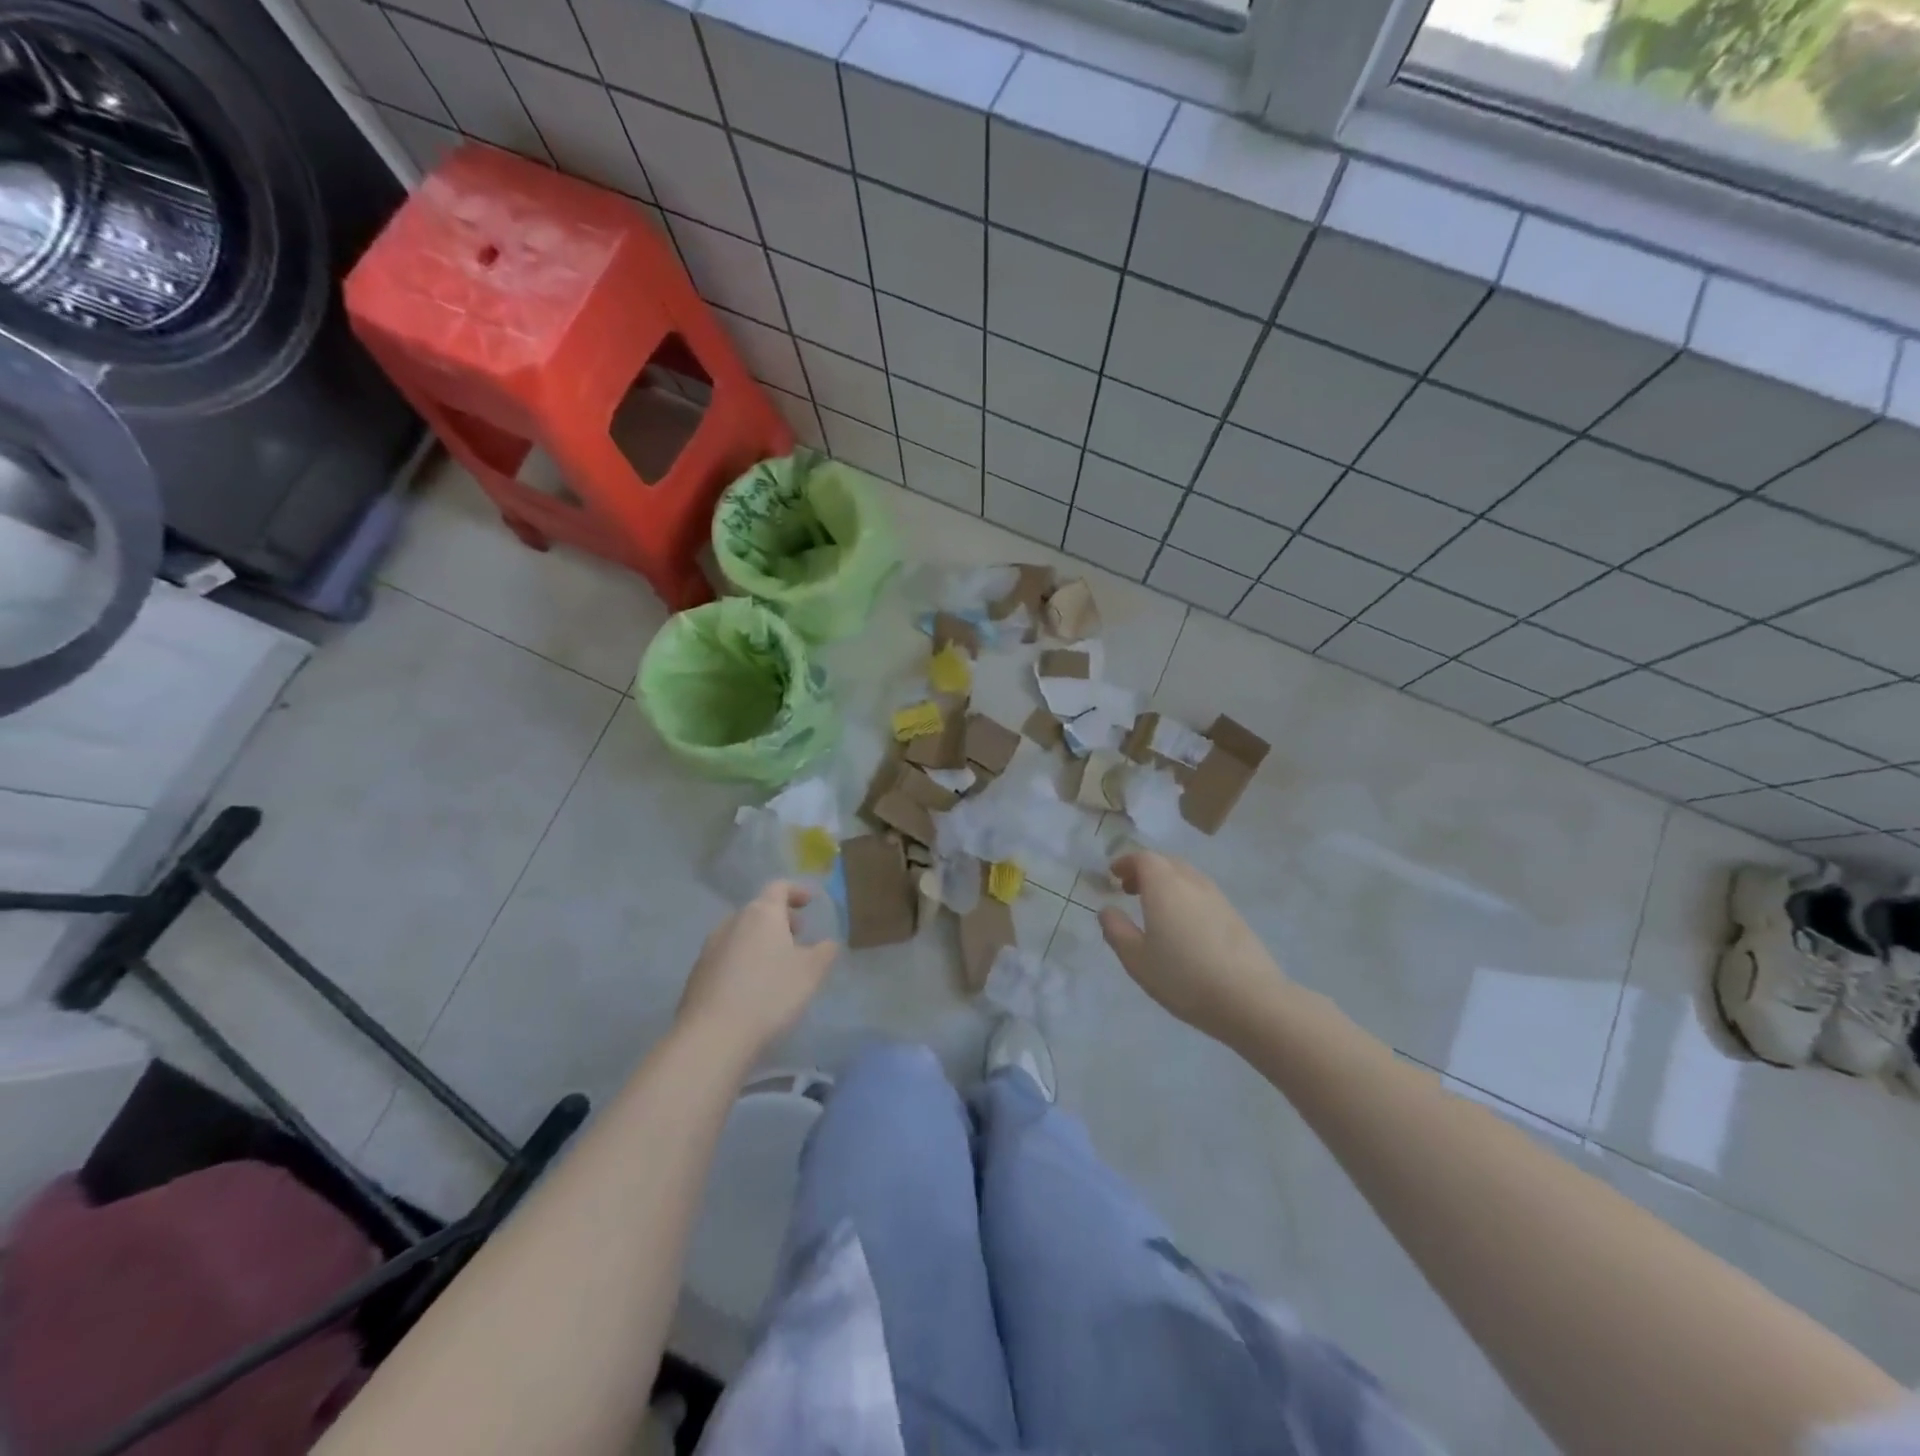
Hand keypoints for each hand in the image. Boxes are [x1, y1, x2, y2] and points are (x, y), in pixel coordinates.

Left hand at [676, 883, 838, 1060]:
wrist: (712, 1036)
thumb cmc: (770, 994)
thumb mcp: (811, 972)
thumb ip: (825, 951)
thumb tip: (828, 943)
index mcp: (761, 913)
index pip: (778, 887)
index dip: (796, 891)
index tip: (809, 901)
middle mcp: (732, 923)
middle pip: (758, 910)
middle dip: (780, 919)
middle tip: (798, 935)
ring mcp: (710, 948)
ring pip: (741, 934)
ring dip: (760, 941)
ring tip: (777, 963)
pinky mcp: (697, 975)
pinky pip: (727, 957)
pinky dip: (743, 960)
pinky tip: (753, 986)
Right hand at [1098, 852, 1288, 1045]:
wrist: (1250, 999)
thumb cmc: (1183, 977)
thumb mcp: (1137, 959)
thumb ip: (1117, 931)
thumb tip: (1107, 910)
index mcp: (1164, 885)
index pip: (1143, 858)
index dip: (1126, 862)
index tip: (1113, 875)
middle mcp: (1191, 882)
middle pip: (1166, 863)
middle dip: (1145, 871)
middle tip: (1130, 890)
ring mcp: (1217, 897)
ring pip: (1186, 877)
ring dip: (1167, 884)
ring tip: (1155, 909)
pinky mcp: (1235, 915)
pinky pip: (1202, 894)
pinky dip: (1185, 898)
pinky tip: (1183, 927)